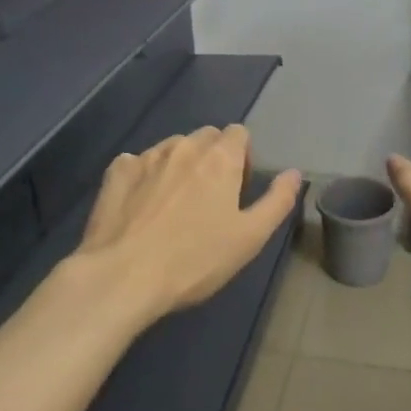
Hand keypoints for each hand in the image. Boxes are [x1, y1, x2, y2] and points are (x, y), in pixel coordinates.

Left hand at [76, 125, 301, 326]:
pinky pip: (136, 161)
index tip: (238, 190)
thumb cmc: (195, 260)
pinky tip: (141, 204)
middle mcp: (183, 146)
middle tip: (210, 199)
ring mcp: (146, 156)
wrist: (123, 276)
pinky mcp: (116, 172)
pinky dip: (144, 175)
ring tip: (174, 205)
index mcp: (220, 158)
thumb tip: (294, 173)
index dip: (243, 158)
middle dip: (213, 157)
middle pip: (206, 136)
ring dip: (179, 165)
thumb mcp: (250, 237)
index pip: (239, 133)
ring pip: (171, 147)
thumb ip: (277, 201)